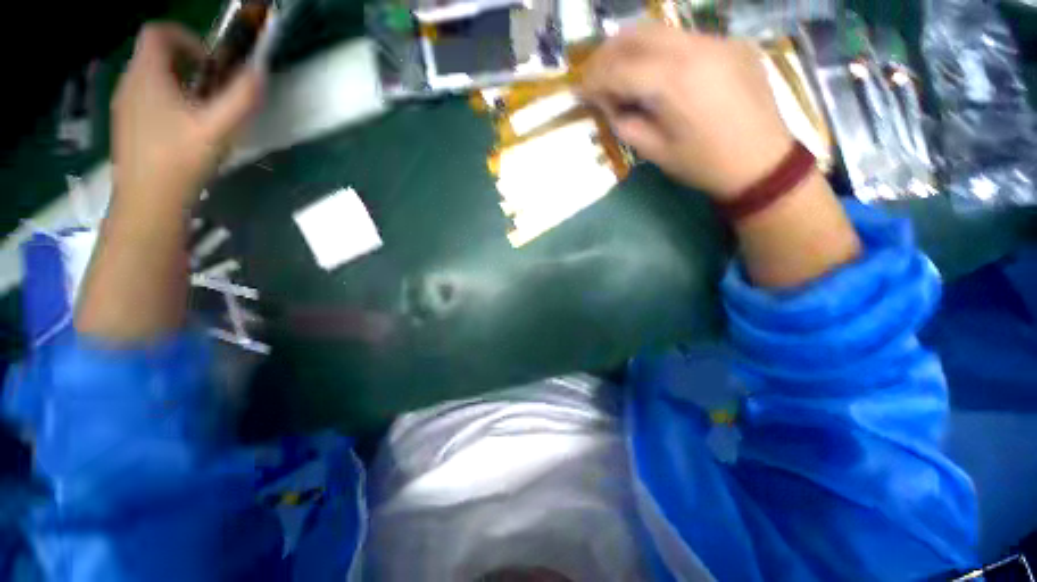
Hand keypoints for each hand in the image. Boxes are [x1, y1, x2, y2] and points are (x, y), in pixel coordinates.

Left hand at [111, 23, 262, 210]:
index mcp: (147, 76)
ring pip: (151, 78)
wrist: (148, 203)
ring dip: (178, 84)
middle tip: (213, 89)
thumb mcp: (219, 128)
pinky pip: (146, 100)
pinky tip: (185, 130)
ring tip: (203, 112)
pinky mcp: (127, 127)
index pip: (157, 33)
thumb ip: (242, 98)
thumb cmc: (180, 160)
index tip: (211, 62)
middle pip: (155, 55)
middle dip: (186, 63)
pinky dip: (167, 102)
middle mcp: (130, 84)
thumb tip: (260, 73)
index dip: (186, 37)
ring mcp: (125, 107)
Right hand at [580, 25, 793, 200]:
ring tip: (618, 70)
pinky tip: (655, 72)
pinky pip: (685, 38)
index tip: (579, 91)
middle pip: (637, 34)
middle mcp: (694, 47)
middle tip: (593, 74)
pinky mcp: (730, 43)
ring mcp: (717, 40)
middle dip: (607, 53)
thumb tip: (609, 104)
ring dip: (632, 47)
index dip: (593, 79)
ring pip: (661, 30)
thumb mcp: (654, 151)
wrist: (761, 161)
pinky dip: (660, 51)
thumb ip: (625, 122)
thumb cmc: (703, 164)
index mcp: (673, 81)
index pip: (619, 69)